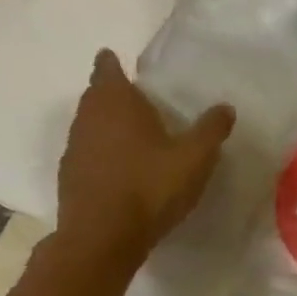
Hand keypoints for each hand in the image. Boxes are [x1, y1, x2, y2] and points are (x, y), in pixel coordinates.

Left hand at [54, 51, 235, 266]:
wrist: (103, 236)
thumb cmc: (151, 186)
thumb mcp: (195, 158)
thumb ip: (211, 130)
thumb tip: (225, 107)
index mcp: (117, 104)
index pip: (107, 70)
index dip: (112, 64)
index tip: (116, 59)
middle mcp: (89, 118)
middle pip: (96, 96)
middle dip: (112, 92)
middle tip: (136, 97)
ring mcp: (75, 147)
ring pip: (90, 123)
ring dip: (107, 123)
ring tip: (133, 131)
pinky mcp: (71, 175)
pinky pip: (89, 151)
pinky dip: (103, 150)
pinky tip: (122, 166)